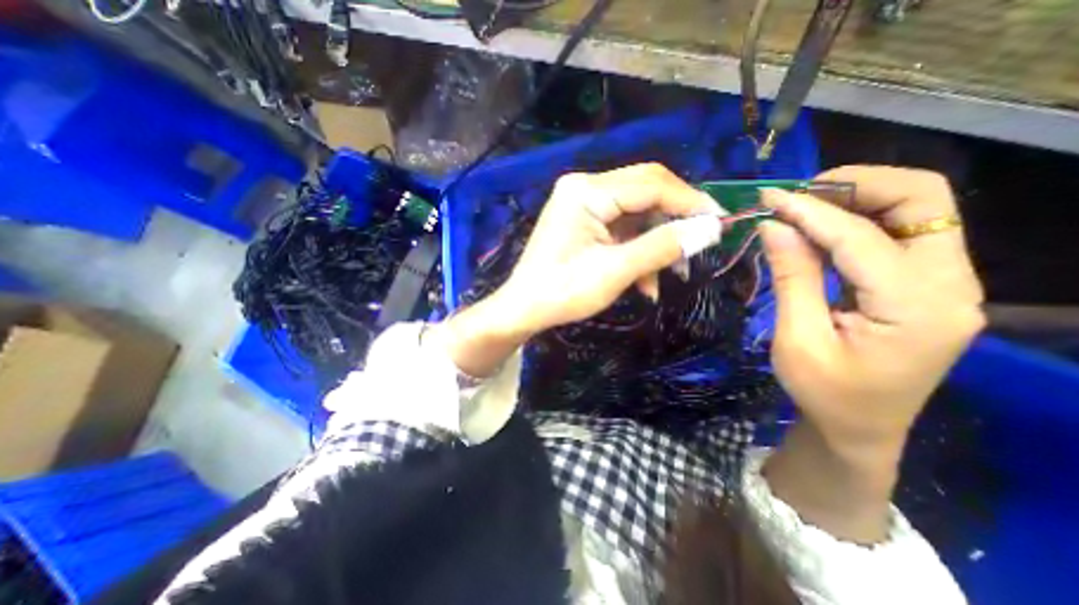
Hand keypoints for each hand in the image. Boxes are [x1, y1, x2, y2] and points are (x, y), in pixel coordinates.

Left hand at [434, 162, 718, 376]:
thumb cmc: (562, 292)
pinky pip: (621, 229)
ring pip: (636, 214)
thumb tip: (711, 228)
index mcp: (586, 191)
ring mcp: (583, 204)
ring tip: (669, 275)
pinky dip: (637, 252)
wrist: (524, 309)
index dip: (689, 201)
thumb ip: (662, 246)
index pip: (651, 184)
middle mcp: (584, 188)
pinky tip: (645, 283)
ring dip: (655, 243)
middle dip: (673, 222)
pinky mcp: (584, 222)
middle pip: (645, 193)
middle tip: (697, 247)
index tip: (721, 222)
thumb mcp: (615, 271)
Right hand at [757, 165, 983, 457]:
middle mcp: (949, 285)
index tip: (768, 198)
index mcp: (915, 308)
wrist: (860, 426)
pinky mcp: (928, 284)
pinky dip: (858, 219)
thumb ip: (792, 277)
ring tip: (803, 208)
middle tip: (798, 196)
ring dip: (857, 197)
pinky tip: (819, 229)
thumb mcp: (797, 339)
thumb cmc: (824, 392)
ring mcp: (946, 282)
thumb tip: (773, 226)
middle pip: (922, 199)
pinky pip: (900, 231)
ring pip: (917, 208)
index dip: (809, 211)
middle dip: (855, 186)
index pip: (860, 237)